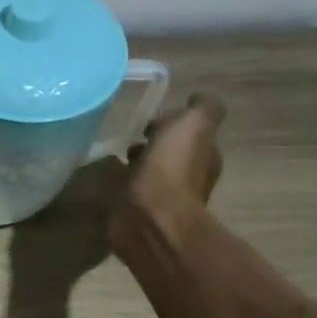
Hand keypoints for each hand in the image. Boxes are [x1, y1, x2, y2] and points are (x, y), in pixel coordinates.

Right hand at [110, 93, 225, 247]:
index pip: (191, 133)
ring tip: (114, 159)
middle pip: (171, 153)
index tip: (150, 123)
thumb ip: (202, 108)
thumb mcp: (194, 124)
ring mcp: (164, 199)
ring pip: (150, 173)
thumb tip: (197, 99)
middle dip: (153, 145)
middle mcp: (190, 177)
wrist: (150, 217)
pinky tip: (110, 180)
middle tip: (130, 140)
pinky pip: (132, 192)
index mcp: (205, 155)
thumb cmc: (172, 168)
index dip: (172, 124)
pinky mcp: (140, 214)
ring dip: (137, 165)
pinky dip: (124, 184)